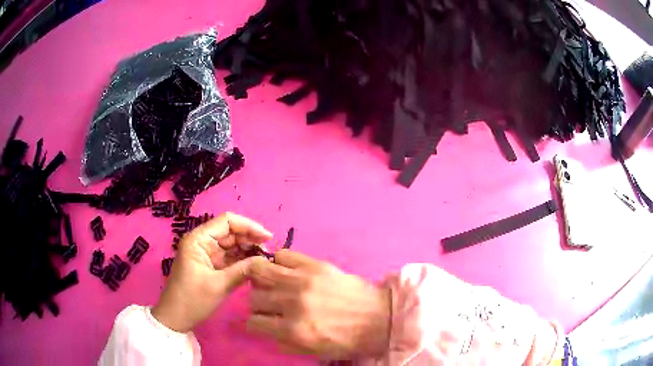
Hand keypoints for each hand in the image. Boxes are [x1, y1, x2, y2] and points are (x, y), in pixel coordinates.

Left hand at [152, 212, 271, 332]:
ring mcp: (206, 253)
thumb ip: (243, 270)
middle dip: (250, 239)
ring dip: (248, 249)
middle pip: (230, 232)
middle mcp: (202, 241)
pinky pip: (230, 257)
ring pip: (232, 244)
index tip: (268, 238)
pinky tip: (256, 265)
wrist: (176, 318)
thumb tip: (266, 261)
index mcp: (198, 239)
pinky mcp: (211, 264)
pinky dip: (242, 260)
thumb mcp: (219, 285)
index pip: (226, 221)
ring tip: (266, 259)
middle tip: (270, 252)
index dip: (248, 226)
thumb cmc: (193, 299)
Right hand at [246, 250, 390, 359]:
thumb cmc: (349, 340)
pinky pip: (283, 255)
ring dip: (260, 280)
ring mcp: (303, 281)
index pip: (253, 322)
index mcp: (293, 330)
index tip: (259, 322)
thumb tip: (266, 330)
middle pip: (255, 298)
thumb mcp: (315, 352)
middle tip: (269, 306)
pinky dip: (278, 262)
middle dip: (258, 305)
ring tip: (270, 284)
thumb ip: (285, 343)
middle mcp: (293, 303)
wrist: (380, 317)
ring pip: (260, 271)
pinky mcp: (315, 265)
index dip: (253, 324)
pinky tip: (285, 271)